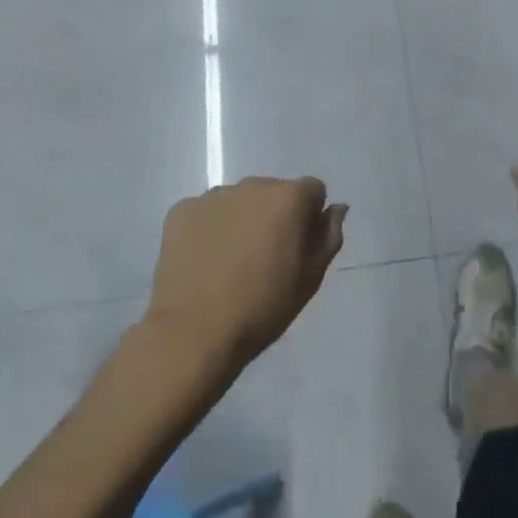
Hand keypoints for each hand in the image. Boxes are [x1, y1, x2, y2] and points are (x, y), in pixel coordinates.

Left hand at [143, 177, 346, 378]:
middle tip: (265, 258)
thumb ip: (329, 235)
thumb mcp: (311, 278)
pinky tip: (205, 261)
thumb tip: (335, 208)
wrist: (195, 332)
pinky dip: (209, 229)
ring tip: (231, 262)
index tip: (299, 248)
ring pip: (239, 201)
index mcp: (289, 197)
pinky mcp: (181, 210)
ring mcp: (213, 195)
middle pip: (274, 192)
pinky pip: (206, 213)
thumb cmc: (263, 307)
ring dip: (242, 220)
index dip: (310, 218)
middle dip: (274, 215)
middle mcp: (252, 185)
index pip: (313, 191)